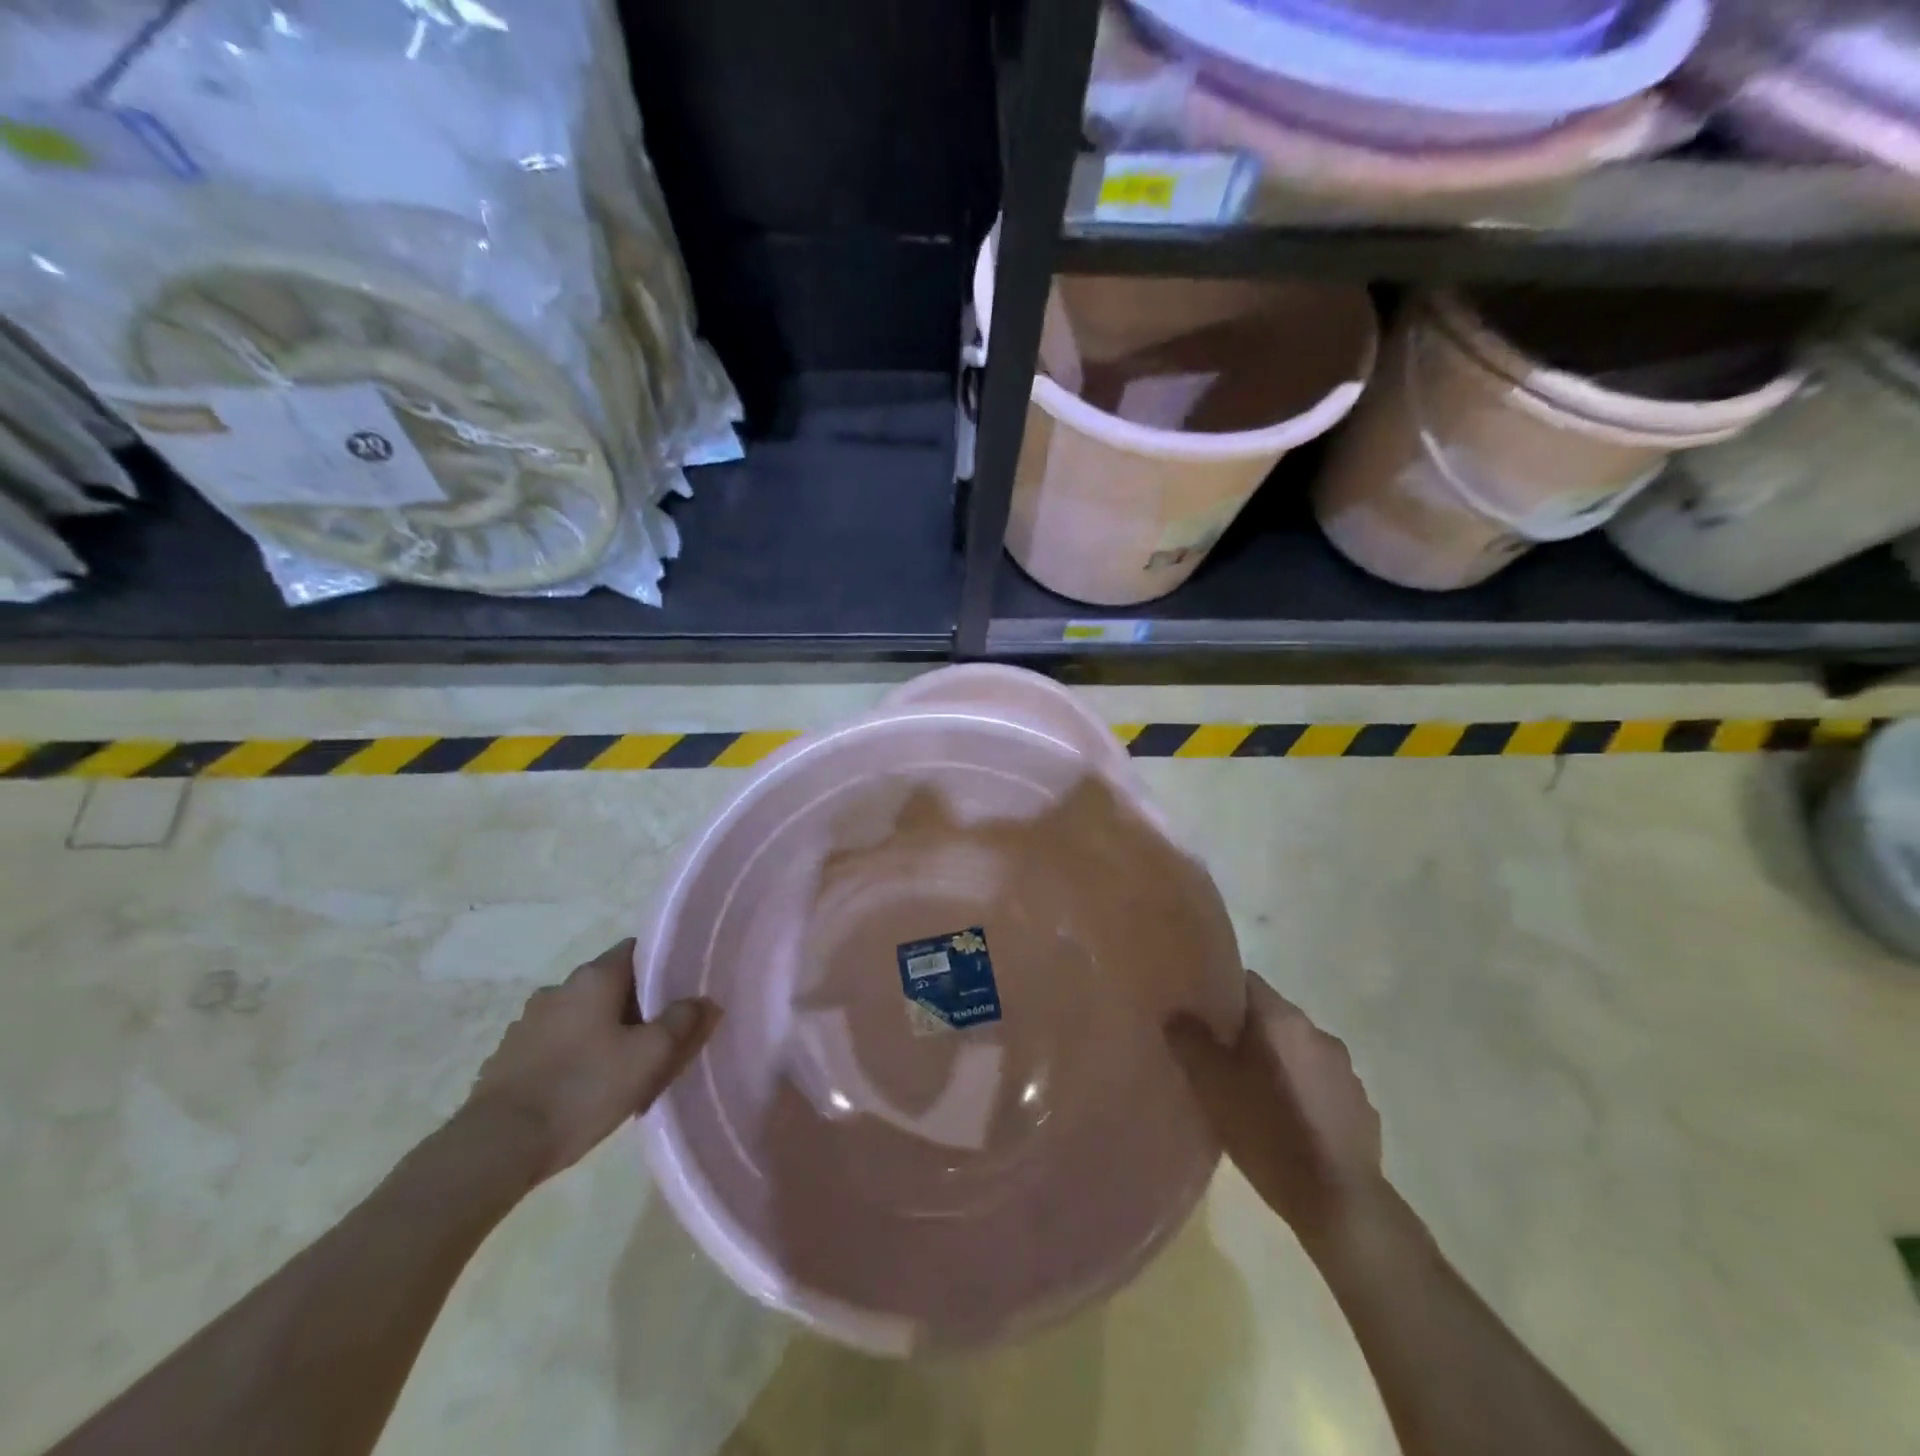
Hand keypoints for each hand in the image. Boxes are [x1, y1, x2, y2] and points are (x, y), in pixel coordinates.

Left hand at [464, 940, 717, 1184]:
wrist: (496, 1147)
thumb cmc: (583, 1089)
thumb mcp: (649, 1057)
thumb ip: (682, 1022)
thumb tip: (704, 1001)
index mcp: (594, 978)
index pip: (635, 950)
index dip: (661, 966)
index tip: (679, 992)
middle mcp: (558, 989)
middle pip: (609, 984)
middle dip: (635, 1005)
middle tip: (658, 1036)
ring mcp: (527, 1023)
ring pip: (580, 1015)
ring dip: (601, 1031)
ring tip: (621, 1067)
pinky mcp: (508, 1057)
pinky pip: (554, 1044)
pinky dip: (573, 1055)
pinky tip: (583, 1087)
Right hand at [1167, 972, 1382, 1243]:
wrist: (1341, 1206)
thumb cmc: (1268, 1134)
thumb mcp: (1212, 1087)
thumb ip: (1190, 1042)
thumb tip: (1176, 1013)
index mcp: (1283, 1019)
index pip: (1246, 982)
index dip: (1220, 993)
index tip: (1201, 1016)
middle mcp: (1318, 1033)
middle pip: (1272, 1018)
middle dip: (1247, 1033)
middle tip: (1219, 1060)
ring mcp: (1346, 1071)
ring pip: (1298, 1052)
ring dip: (1277, 1064)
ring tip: (1253, 1096)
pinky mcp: (1362, 1108)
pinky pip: (1322, 1086)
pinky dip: (1303, 1093)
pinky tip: (1288, 1125)